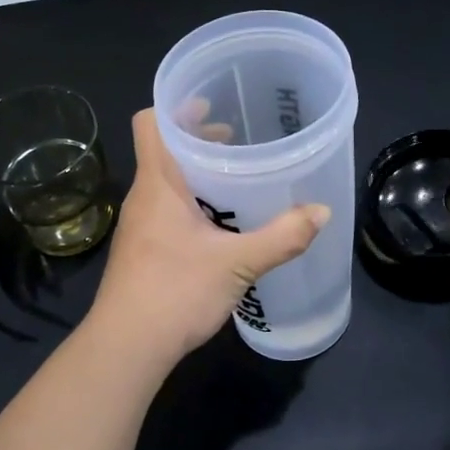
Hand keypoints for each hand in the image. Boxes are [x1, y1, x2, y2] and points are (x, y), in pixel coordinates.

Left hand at [91, 109, 329, 359]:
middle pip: (163, 149)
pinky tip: (222, 223)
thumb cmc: (175, 292)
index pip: (150, 123)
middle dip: (198, 138)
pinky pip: (168, 209)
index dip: (176, 106)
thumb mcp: (238, 263)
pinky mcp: (144, 250)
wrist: (127, 347)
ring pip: (167, 182)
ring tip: (236, 177)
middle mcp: (144, 197)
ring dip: (197, 172)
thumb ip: (282, 236)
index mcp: (158, 184)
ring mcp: (140, 225)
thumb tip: (322, 212)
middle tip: (237, 137)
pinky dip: (193, 201)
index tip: (211, 102)